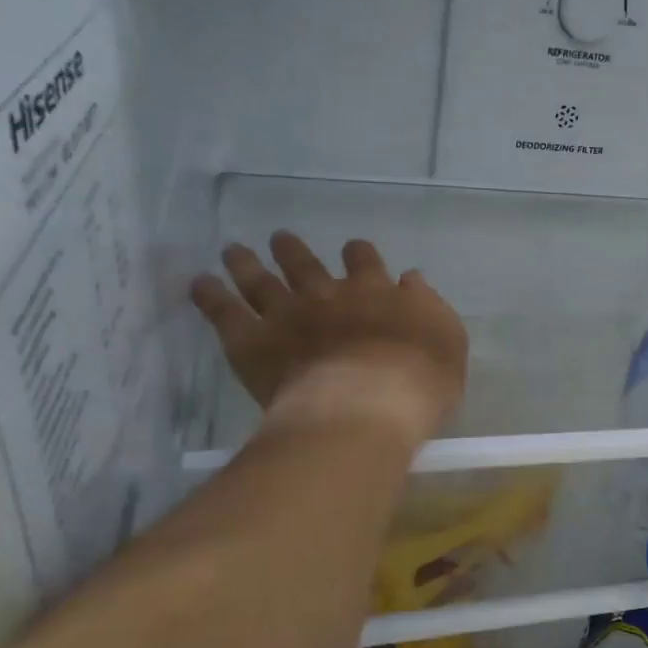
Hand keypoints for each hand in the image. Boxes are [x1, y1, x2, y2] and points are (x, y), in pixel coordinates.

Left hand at [190, 233, 467, 444]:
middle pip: (306, 264)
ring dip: (247, 262)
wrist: (366, 407)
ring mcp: (287, 314)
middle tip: (280, 239)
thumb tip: (410, 279)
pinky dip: (210, 295)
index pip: (365, 262)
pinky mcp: (252, 341)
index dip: (358, 254)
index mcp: (376, 292)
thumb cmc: (419, 382)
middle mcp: (328, 294)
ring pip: (261, 279)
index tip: (352, 250)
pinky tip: (200, 283)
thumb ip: (429, 307)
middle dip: (293, 250)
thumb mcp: (447, 341)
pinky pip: (224, 312)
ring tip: (233, 250)